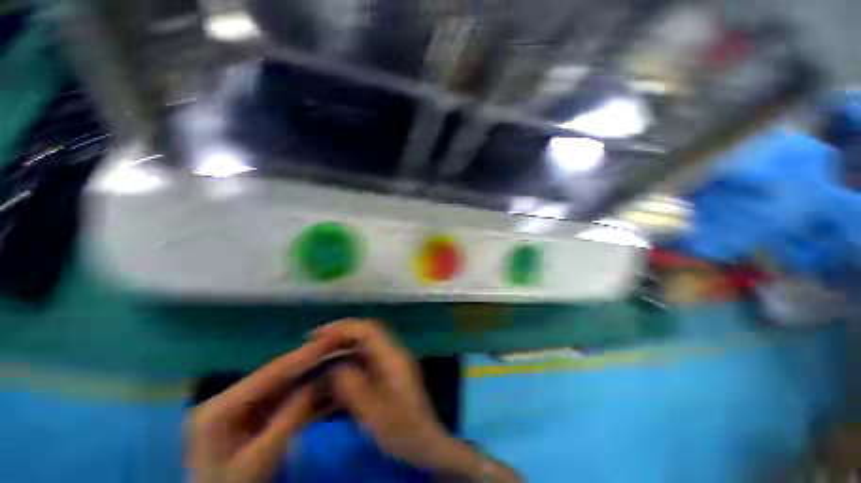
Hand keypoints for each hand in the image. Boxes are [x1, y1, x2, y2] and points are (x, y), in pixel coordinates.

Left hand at [185, 338, 337, 482]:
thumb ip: (291, 417)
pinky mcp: (252, 419)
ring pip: (283, 387)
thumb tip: (321, 380)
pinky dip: (306, 397)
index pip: (270, 373)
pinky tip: (327, 390)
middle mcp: (229, 400)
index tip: (333, 340)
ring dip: (312, 378)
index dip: (304, 354)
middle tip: (340, 347)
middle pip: (277, 376)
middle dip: (311, 362)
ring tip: (339, 364)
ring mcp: (241, 410)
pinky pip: (283, 402)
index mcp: (220, 407)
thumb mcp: (262, 459)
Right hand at [315, 319, 520, 481]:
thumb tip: (334, 368)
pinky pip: (364, 361)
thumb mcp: (375, 414)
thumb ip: (353, 388)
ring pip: (363, 347)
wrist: (427, 446)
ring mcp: (391, 364)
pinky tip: (333, 377)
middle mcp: (393, 354)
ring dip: (342, 350)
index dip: (343, 328)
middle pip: (365, 334)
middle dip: (339, 336)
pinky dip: (347, 364)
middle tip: (312, 345)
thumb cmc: (404, 431)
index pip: (368, 329)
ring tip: (318, 359)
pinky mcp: (388, 375)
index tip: (317, 335)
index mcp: (394, 357)